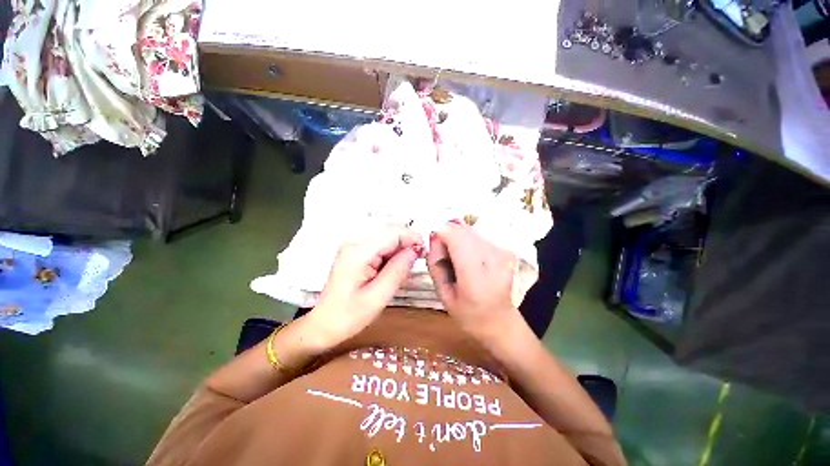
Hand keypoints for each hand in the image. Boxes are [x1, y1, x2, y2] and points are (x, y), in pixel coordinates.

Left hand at [308, 226, 422, 347]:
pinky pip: (380, 245)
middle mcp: (355, 243)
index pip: (393, 232)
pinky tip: (393, 267)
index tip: (424, 251)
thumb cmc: (348, 316)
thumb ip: (398, 270)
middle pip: (389, 231)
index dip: (412, 238)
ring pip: (386, 236)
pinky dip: (391, 252)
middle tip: (418, 259)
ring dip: (400, 247)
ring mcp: (354, 246)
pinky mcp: (356, 252)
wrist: (324, 324)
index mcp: (359, 252)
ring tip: (405, 266)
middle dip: (407, 242)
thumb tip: (415, 250)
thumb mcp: (379, 296)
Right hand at [426, 222, 520, 340]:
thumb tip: (434, 236)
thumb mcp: (443, 294)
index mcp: (475, 279)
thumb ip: (435, 263)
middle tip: (446, 255)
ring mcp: (504, 254)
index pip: (457, 238)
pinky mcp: (508, 251)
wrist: (500, 322)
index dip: (442, 234)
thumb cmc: (468, 313)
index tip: (435, 245)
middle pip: (465, 231)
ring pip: (472, 232)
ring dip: (460, 239)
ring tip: (459, 260)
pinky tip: (471, 259)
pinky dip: (470, 243)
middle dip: (450, 236)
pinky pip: (481, 237)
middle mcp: (494, 261)